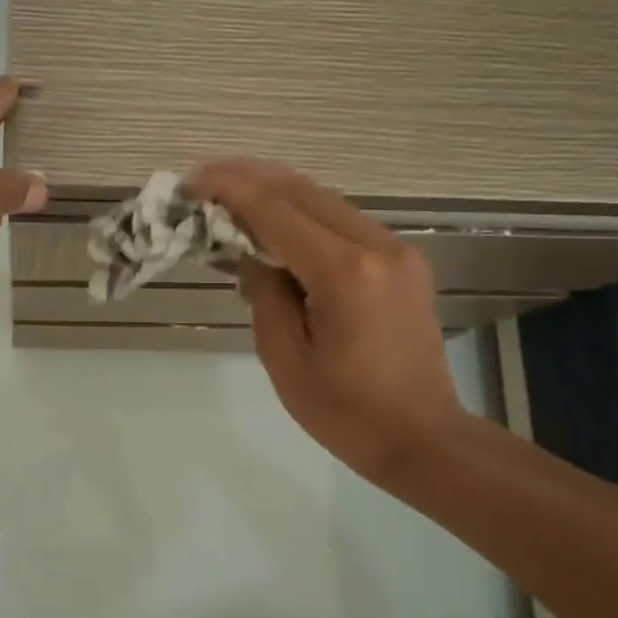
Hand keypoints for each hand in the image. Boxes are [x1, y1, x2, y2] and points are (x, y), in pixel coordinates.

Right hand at [187, 161, 463, 484]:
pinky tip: (275, 223)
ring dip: (277, 192)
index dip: (231, 191)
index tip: (193, 183)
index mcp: (345, 273)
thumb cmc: (346, 412)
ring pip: (326, 201)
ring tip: (232, 193)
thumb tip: (251, 253)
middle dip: (251, 178)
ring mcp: (397, 251)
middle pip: (304, 191)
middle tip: (206, 178)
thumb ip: (264, 294)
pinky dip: (304, 214)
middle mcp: (377, 246)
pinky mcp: (403, 262)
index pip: (277, 212)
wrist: (423, 439)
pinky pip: (344, 222)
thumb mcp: (285, 358)